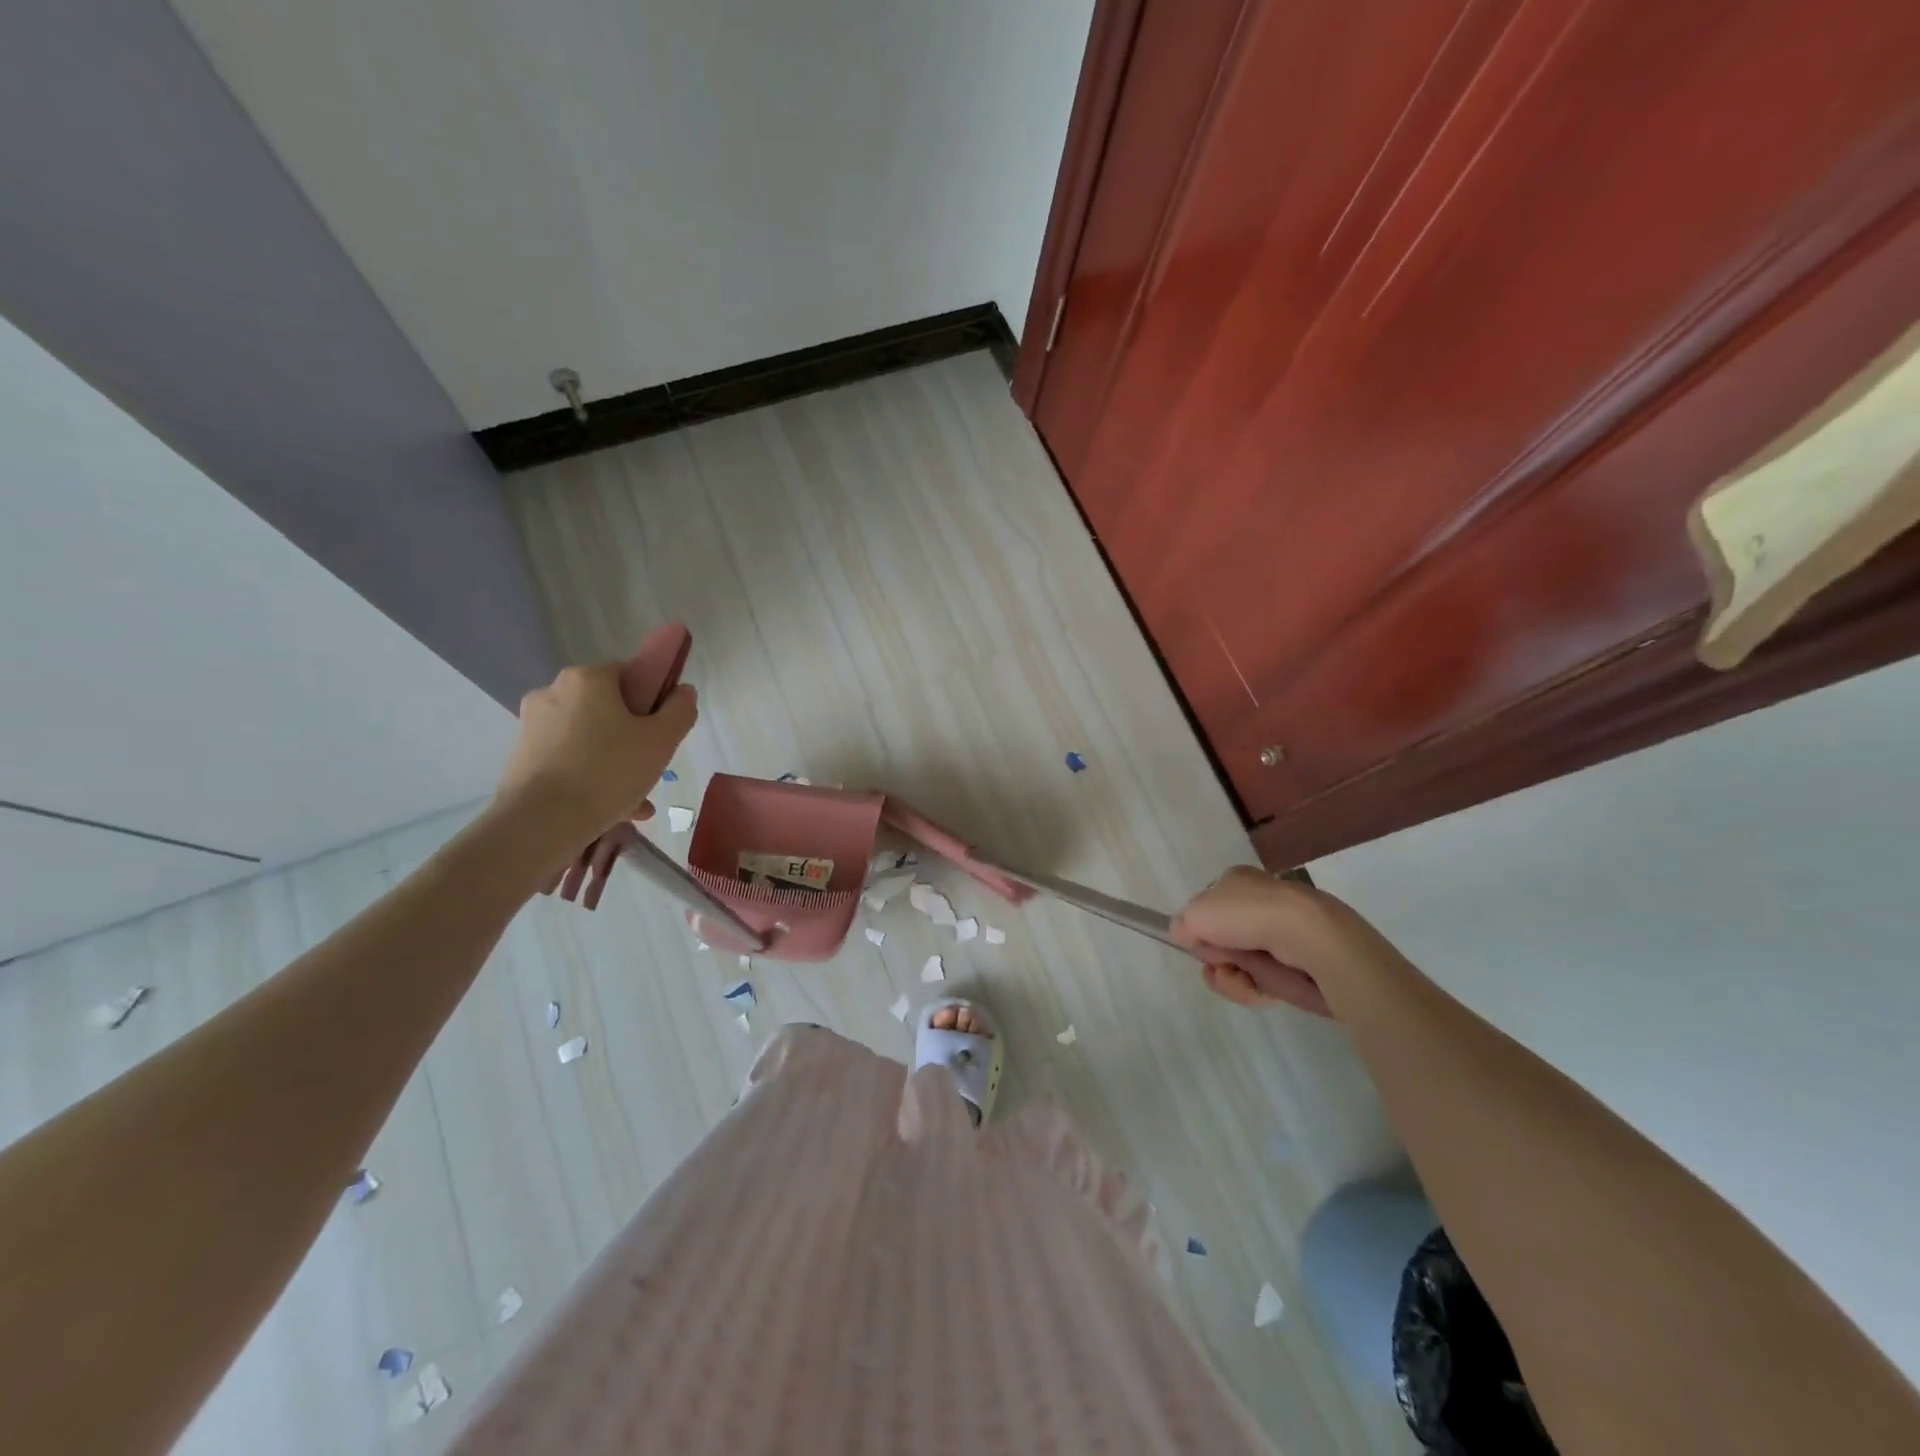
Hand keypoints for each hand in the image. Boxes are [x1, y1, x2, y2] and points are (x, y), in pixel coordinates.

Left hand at [494, 664, 697, 901]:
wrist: (539, 823)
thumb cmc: (607, 773)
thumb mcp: (661, 741)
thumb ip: (679, 710)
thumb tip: (683, 691)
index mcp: (587, 678)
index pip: (630, 676)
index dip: (652, 703)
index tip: (662, 734)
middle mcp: (553, 692)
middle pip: (609, 710)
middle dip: (633, 740)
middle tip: (651, 772)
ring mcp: (532, 725)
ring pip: (590, 739)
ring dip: (615, 764)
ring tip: (635, 803)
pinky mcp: (521, 756)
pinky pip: (569, 760)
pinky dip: (589, 778)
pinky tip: (610, 810)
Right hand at [1172, 867, 1400, 1017]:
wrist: (1308, 939)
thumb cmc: (1247, 915)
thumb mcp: (1195, 913)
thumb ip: (1181, 924)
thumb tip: (1186, 936)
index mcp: (1238, 881)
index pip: (1209, 904)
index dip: (1199, 925)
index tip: (1196, 938)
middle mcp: (1259, 904)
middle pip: (1220, 939)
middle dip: (1213, 956)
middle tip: (1219, 959)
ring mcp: (1279, 936)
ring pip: (1237, 964)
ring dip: (1228, 976)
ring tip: (1239, 976)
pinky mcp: (1295, 966)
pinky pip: (1260, 983)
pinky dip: (1251, 989)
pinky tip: (1255, 988)